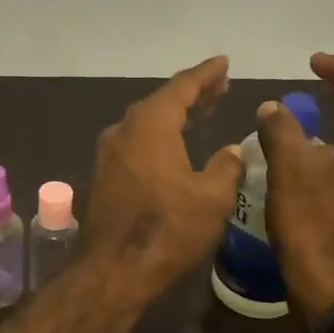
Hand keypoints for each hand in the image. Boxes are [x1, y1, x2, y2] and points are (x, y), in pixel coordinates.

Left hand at [82, 56, 243, 303]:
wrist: (114, 269)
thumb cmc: (168, 229)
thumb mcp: (212, 198)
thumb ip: (226, 167)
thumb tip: (230, 152)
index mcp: (150, 125)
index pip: (181, 87)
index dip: (205, 75)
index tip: (223, 64)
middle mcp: (124, 131)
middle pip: (161, 102)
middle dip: (191, 94)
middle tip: (219, 88)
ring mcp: (108, 154)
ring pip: (146, 123)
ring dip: (174, 115)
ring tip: (202, 112)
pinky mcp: (103, 175)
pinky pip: (135, 143)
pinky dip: (158, 136)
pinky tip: (174, 146)